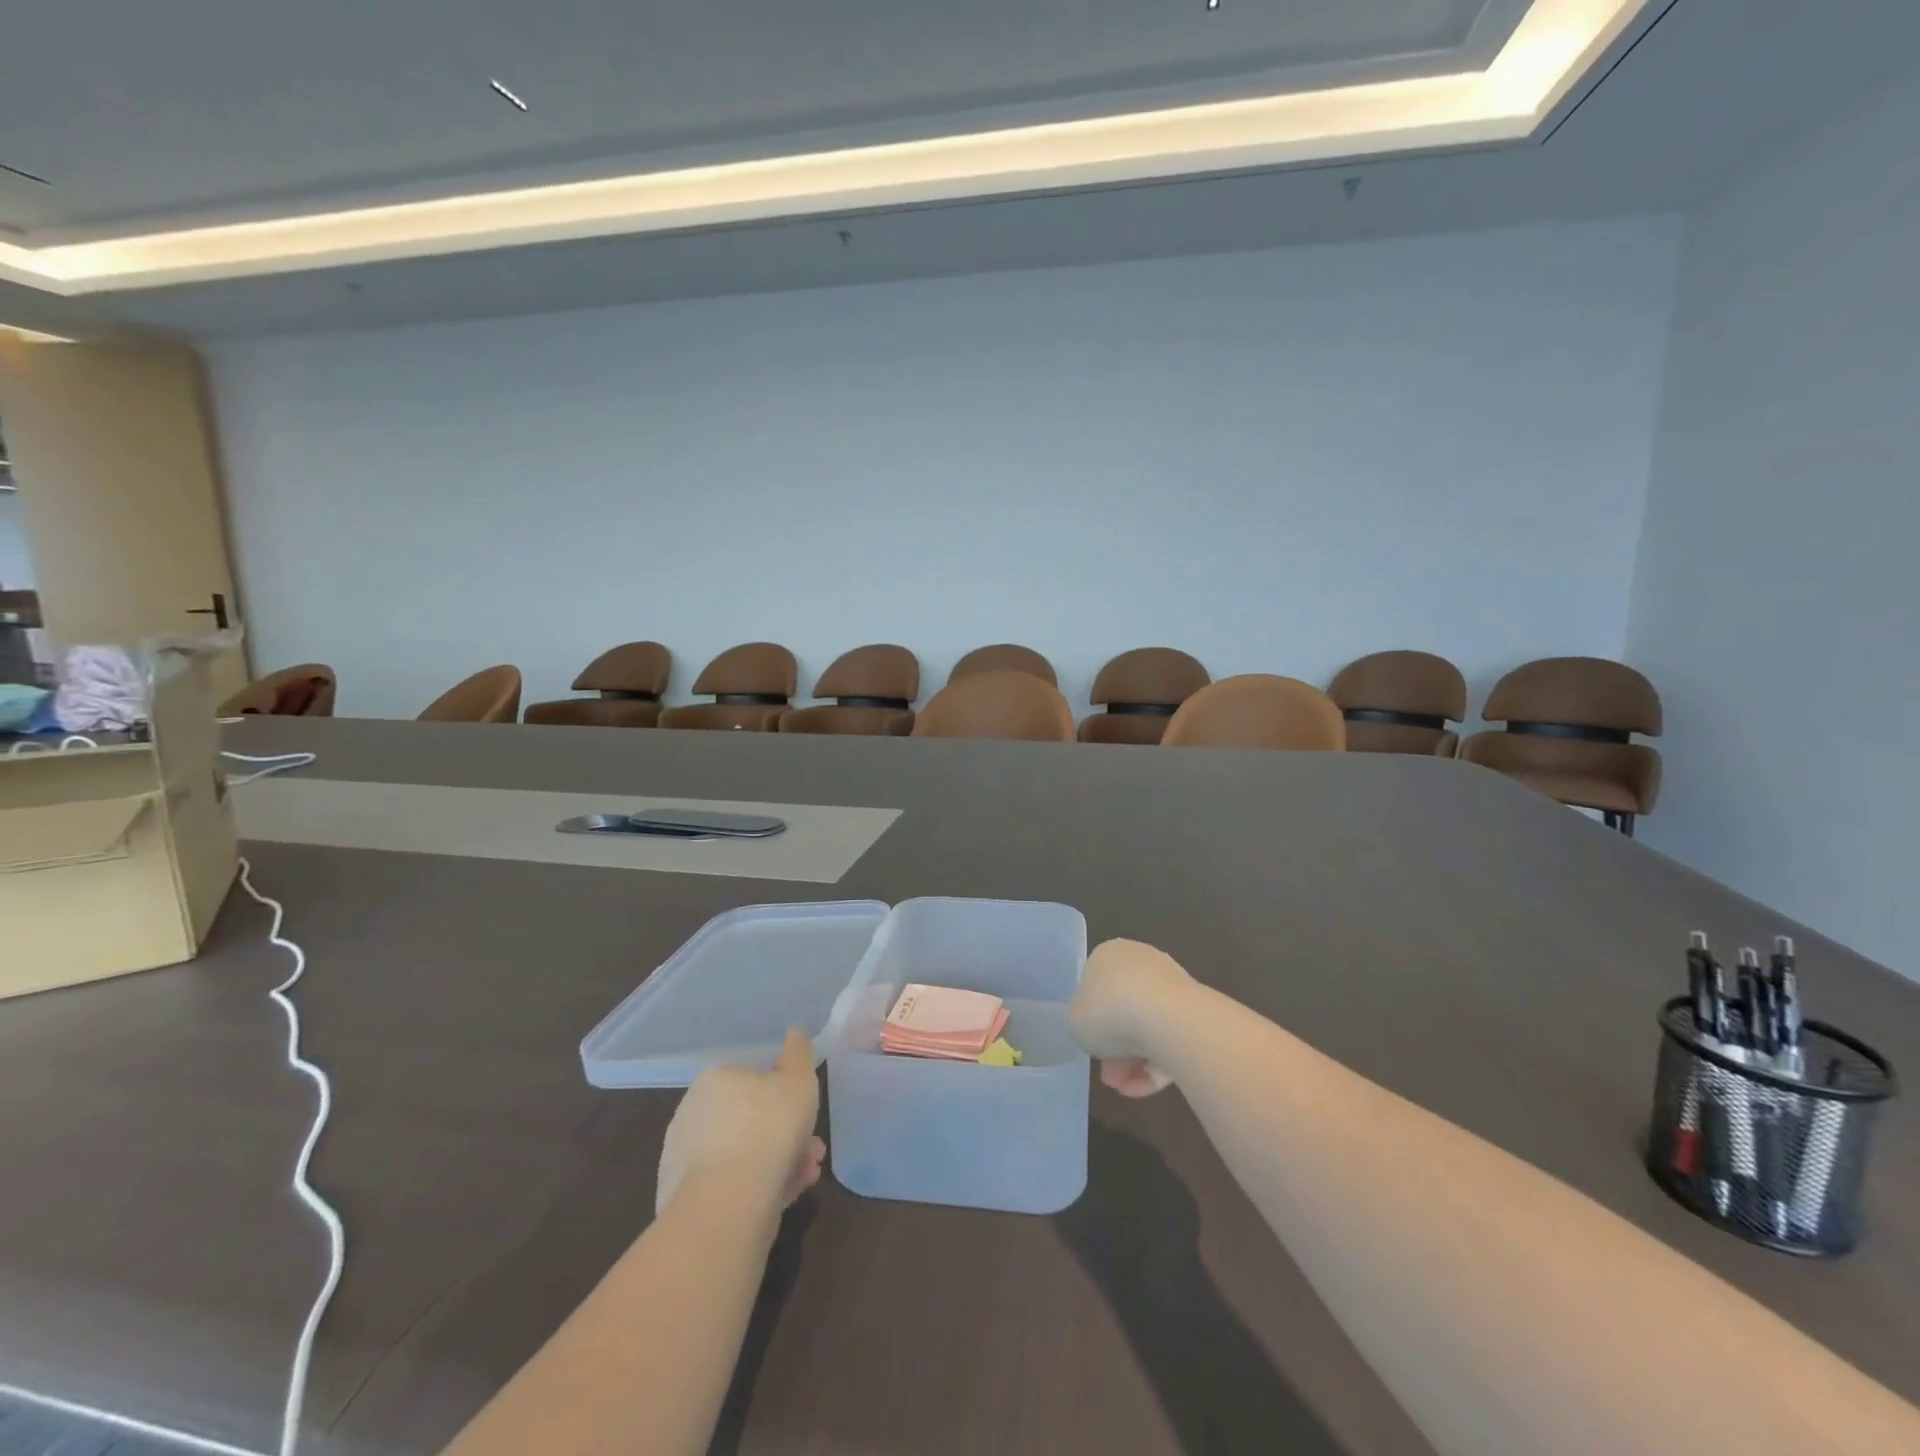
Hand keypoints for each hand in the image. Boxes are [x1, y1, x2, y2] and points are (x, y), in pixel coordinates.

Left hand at [657, 1029, 826, 1216]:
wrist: (726, 1203)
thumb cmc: (768, 1127)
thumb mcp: (798, 1079)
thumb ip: (798, 1054)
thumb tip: (794, 1034)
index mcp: (715, 1079)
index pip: (753, 1079)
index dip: (786, 1096)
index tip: (807, 1112)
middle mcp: (693, 1113)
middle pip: (750, 1119)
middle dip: (786, 1132)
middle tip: (814, 1148)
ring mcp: (684, 1158)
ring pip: (744, 1153)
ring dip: (779, 1160)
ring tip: (808, 1174)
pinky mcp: (683, 1200)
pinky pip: (732, 1184)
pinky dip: (759, 1186)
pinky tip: (787, 1194)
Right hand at [1071, 939, 1194, 1098]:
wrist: (1166, 1018)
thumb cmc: (1108, 1010)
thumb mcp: (1075, 1020)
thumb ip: (1082, 1022)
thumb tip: (1100, 1030)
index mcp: (1109, 955)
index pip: (1097, 987)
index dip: (1092, 1020)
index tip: (1091, 1045)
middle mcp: (1142, 963)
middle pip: (1124, 1011)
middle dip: (1115, 1048)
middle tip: (1108, 1075)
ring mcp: (1172, 987)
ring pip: (1148, 1029)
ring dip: (1133, 1062)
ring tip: (1125, 1088)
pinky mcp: (1196, 1013)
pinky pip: (1170, 1041)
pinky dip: (1156, 1066)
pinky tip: (1144, 1088)